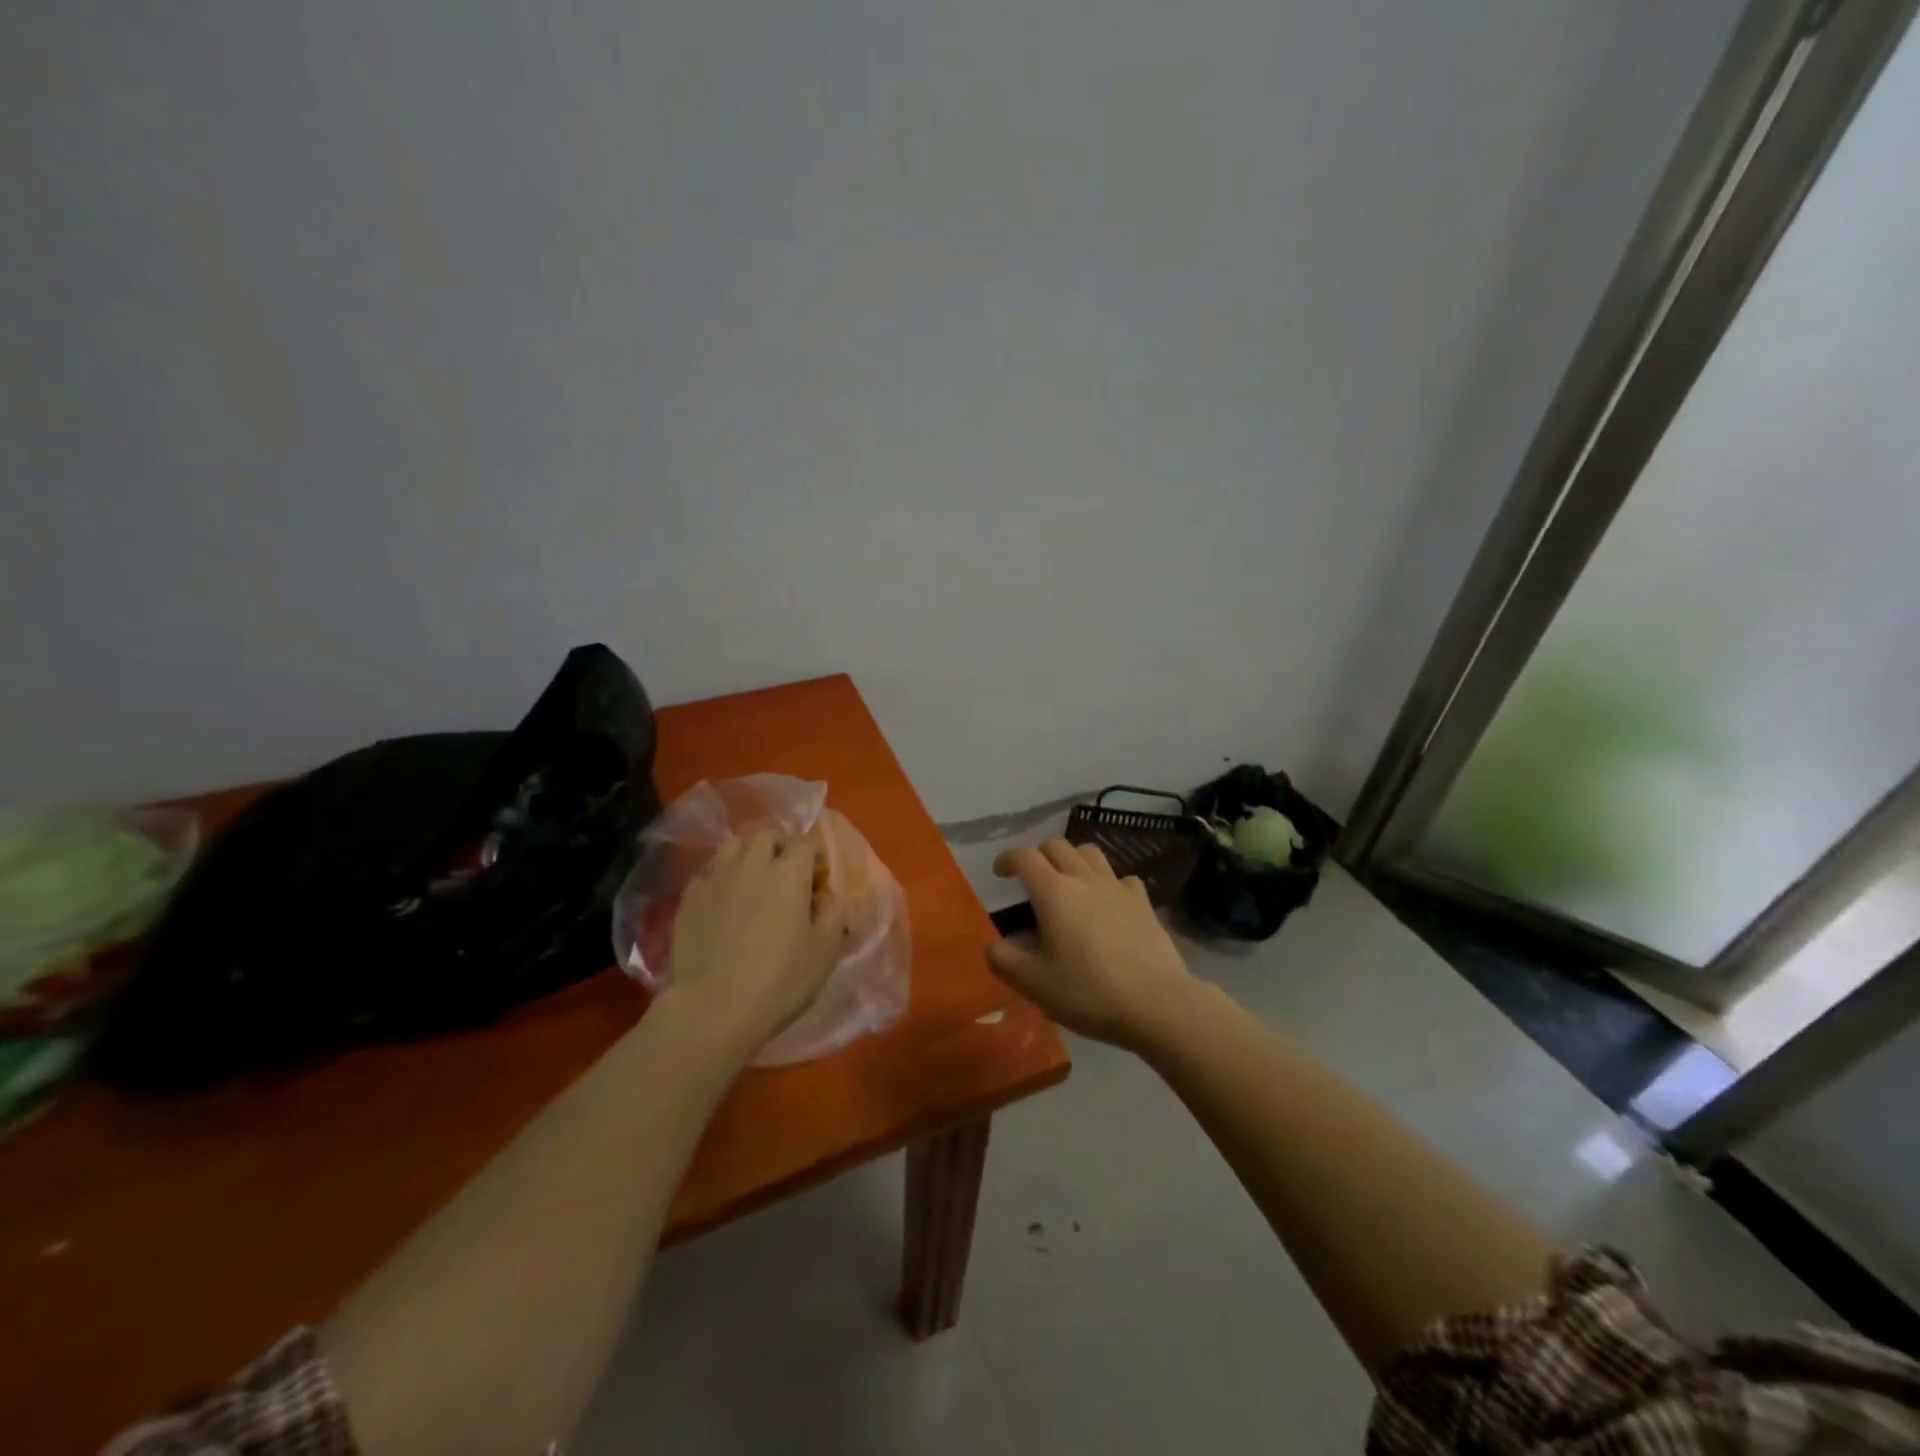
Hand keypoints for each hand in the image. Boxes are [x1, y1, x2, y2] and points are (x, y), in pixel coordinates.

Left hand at [662, 827, 847, 1062]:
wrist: (713, 1008)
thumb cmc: (780, 979)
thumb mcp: (825, 951)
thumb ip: (833, 914)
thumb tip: (828, 897)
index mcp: (789, 872)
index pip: (805, 840)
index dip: (814, 852)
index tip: (818, 874)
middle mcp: (752, 864)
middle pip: (766, 834)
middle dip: (780, 844)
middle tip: (787, 870)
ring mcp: (716, 879)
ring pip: (733, 846)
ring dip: (748, 854)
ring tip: (753, 878)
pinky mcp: (689, 899)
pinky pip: (708, 874)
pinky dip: (720, 879)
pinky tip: (723, 902)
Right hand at [984, 839, 1194, 1050]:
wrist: (1156, 1003)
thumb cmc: (1089, 992)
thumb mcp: (1036, 985)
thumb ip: (1006, 962)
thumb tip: (991, 946)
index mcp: (1054, 893)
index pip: (1025, 857)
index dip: (1007, 859)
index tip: (1000, 873)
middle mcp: (1084, 879)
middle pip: (1057, 846)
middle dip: (1039, 855)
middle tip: (1031, 879)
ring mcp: (1117, 888)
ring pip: (1090, 853)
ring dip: (1072, 859)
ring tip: (1067, 882)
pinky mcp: (1143, 902)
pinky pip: (1121, 877)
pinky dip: (1108, 882)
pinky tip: (1107, 902)